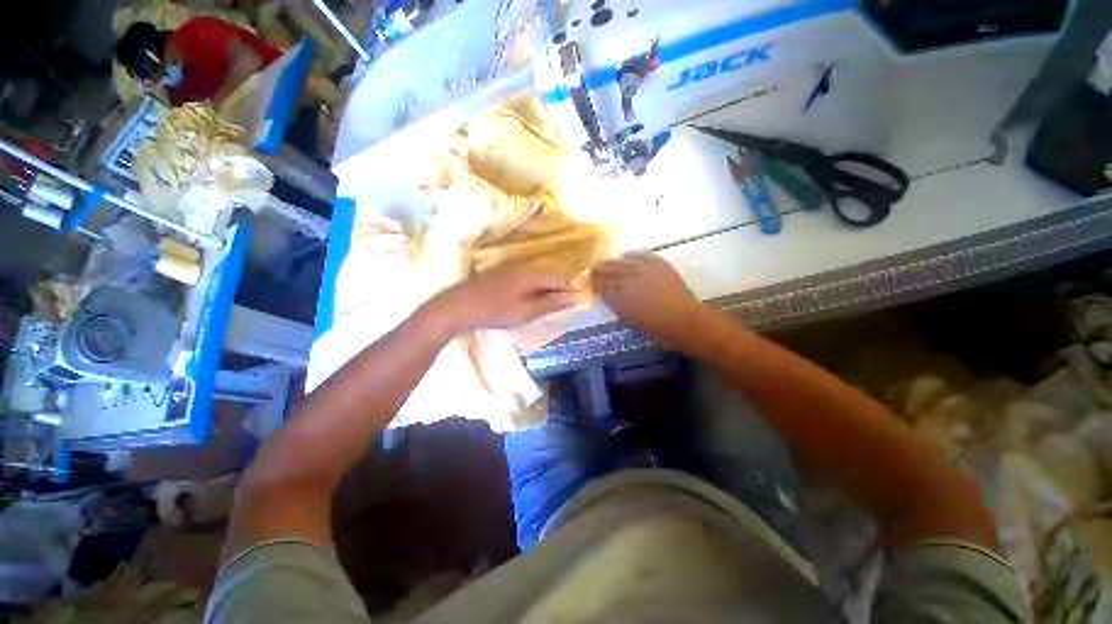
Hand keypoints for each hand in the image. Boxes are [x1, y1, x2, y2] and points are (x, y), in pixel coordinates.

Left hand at [431, 264, 580, 332]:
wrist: (458, 306)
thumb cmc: (496, 310)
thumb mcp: (528, 310)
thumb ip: (554, 302)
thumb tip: (579, 296)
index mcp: (535, 273)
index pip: (563, 277)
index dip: (575, 288)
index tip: (584, 300)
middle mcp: (526, 265)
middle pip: (552, 274)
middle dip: (563, 288)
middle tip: (569, 305)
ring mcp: (513, 267)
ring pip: (540, 275)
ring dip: (550, 288)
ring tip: (554, 303)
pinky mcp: (504, 273)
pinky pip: (529, 277)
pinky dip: (537, 287)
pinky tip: (534, 297)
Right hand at [592, 252, 707, 346]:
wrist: (684, 320)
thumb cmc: (656, 328)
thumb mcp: (629, 320)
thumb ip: (616, 306)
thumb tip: (609, 295)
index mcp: (619, 298)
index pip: (601, 287)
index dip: (594, 284)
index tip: (590, 283)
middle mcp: (628, 280)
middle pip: (608, 271)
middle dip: (598, 271)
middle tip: (593, 270)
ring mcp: (643, 269)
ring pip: (622, 261)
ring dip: (612, 262)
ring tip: (606, 262)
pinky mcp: (658, 263)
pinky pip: (641, 254)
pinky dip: (632, 254)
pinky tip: (627, 255)